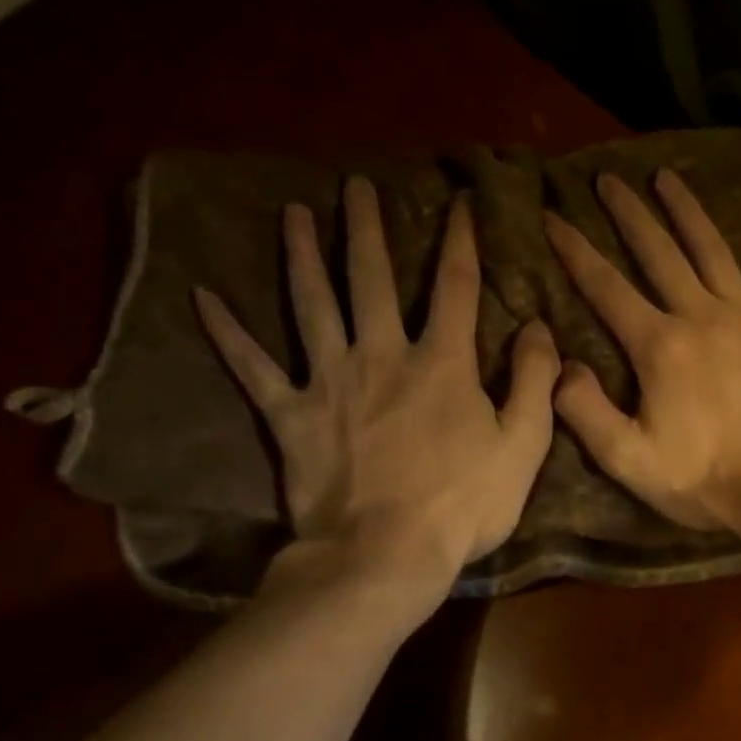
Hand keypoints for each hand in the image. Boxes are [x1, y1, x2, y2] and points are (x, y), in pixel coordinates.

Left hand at [194, 177, 558, 589]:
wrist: (386, 553)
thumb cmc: (464, 504)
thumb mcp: (523, 446)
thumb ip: (535, 382)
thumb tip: (538, 327)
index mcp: (442, 363)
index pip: (455, 287)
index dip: (461, 241)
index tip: (460, 201)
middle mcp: (381, 355)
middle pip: (371, 278)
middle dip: (367, 228)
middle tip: (357, 186)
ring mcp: (329, 381)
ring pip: (311, 304)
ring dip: (301, 255)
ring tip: (292, 214)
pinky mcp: (290, 415)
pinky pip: (252, 367)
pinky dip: (227, 333)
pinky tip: (203, 297)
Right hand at [545, 170, 740, 535]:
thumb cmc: (708, 481)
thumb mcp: (631, 461)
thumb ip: (586, 412)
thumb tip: (560, 365)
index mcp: (660, 348)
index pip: (606, 289)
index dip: (576, 251)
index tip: (553, 216)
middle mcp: (702, 317)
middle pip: (659, 254)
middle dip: (629, 215)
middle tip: (609, 179)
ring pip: (713, 251)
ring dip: (687, 212)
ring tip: (667, 177)